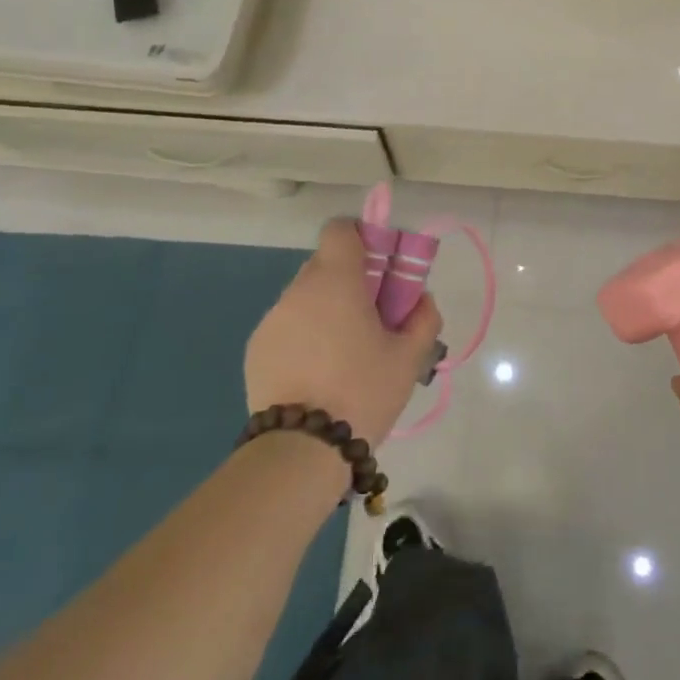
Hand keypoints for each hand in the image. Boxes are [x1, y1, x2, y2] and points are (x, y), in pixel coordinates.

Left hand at [244, 219, 442, 445]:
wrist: (302, 450)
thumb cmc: (363, 391)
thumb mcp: (410, 357)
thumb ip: (424, 317)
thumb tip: (420, 299)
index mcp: (336, 281)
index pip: (341, 230)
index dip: (363, 239)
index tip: (381, 269)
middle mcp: (298, 290)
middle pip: (325, 264)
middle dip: (350, 280)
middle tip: (372, 317)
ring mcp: (272, 320)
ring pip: (306, 297)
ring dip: (326, 310)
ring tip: (344, 354)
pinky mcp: (256, 349)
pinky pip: (288, 325)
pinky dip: (305, 336)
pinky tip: (318, 373)